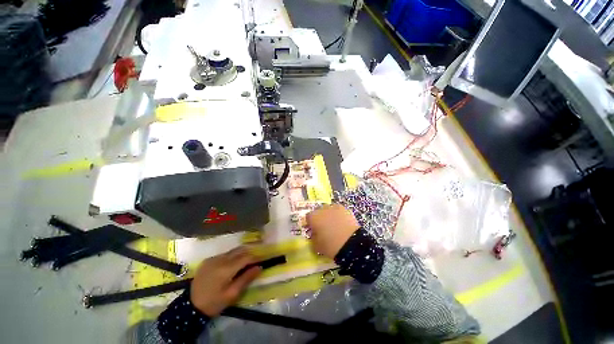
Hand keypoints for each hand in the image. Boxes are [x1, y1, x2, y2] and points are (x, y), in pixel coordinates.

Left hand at [190, 247, 261, 316]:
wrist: (190, 307)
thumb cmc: (214, 303)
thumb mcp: (232, 294)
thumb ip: (246, 279)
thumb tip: (259, 267)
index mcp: (226, 268)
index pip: (246, 257)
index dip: (255, 258)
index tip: (261, 260)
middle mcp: (220, 259)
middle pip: (239, 250)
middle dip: (249, 253)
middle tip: (254, 260)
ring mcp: (213, 258)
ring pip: (232, 252)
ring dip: (240, 255)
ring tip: (244, 262)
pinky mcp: (207, 260)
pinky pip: (223, 255)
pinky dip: (231, 257)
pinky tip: (231, 265)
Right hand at [306, 204, 359, 258]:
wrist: (351, 243)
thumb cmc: (330, 246)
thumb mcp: (316, 246)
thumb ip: (313, 238)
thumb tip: (314, 234)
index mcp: (313, 217)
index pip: (308, 217)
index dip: (310, 224)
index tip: (313, 230)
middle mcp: (322, 209)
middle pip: (318, 211)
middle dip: (320, 218)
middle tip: (323, 228)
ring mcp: (333, 207)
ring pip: (328, 209)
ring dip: (329, 215)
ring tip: (334, 225)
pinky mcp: (344, 209)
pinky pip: (338, 210)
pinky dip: (338, 215)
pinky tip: (341, 222)